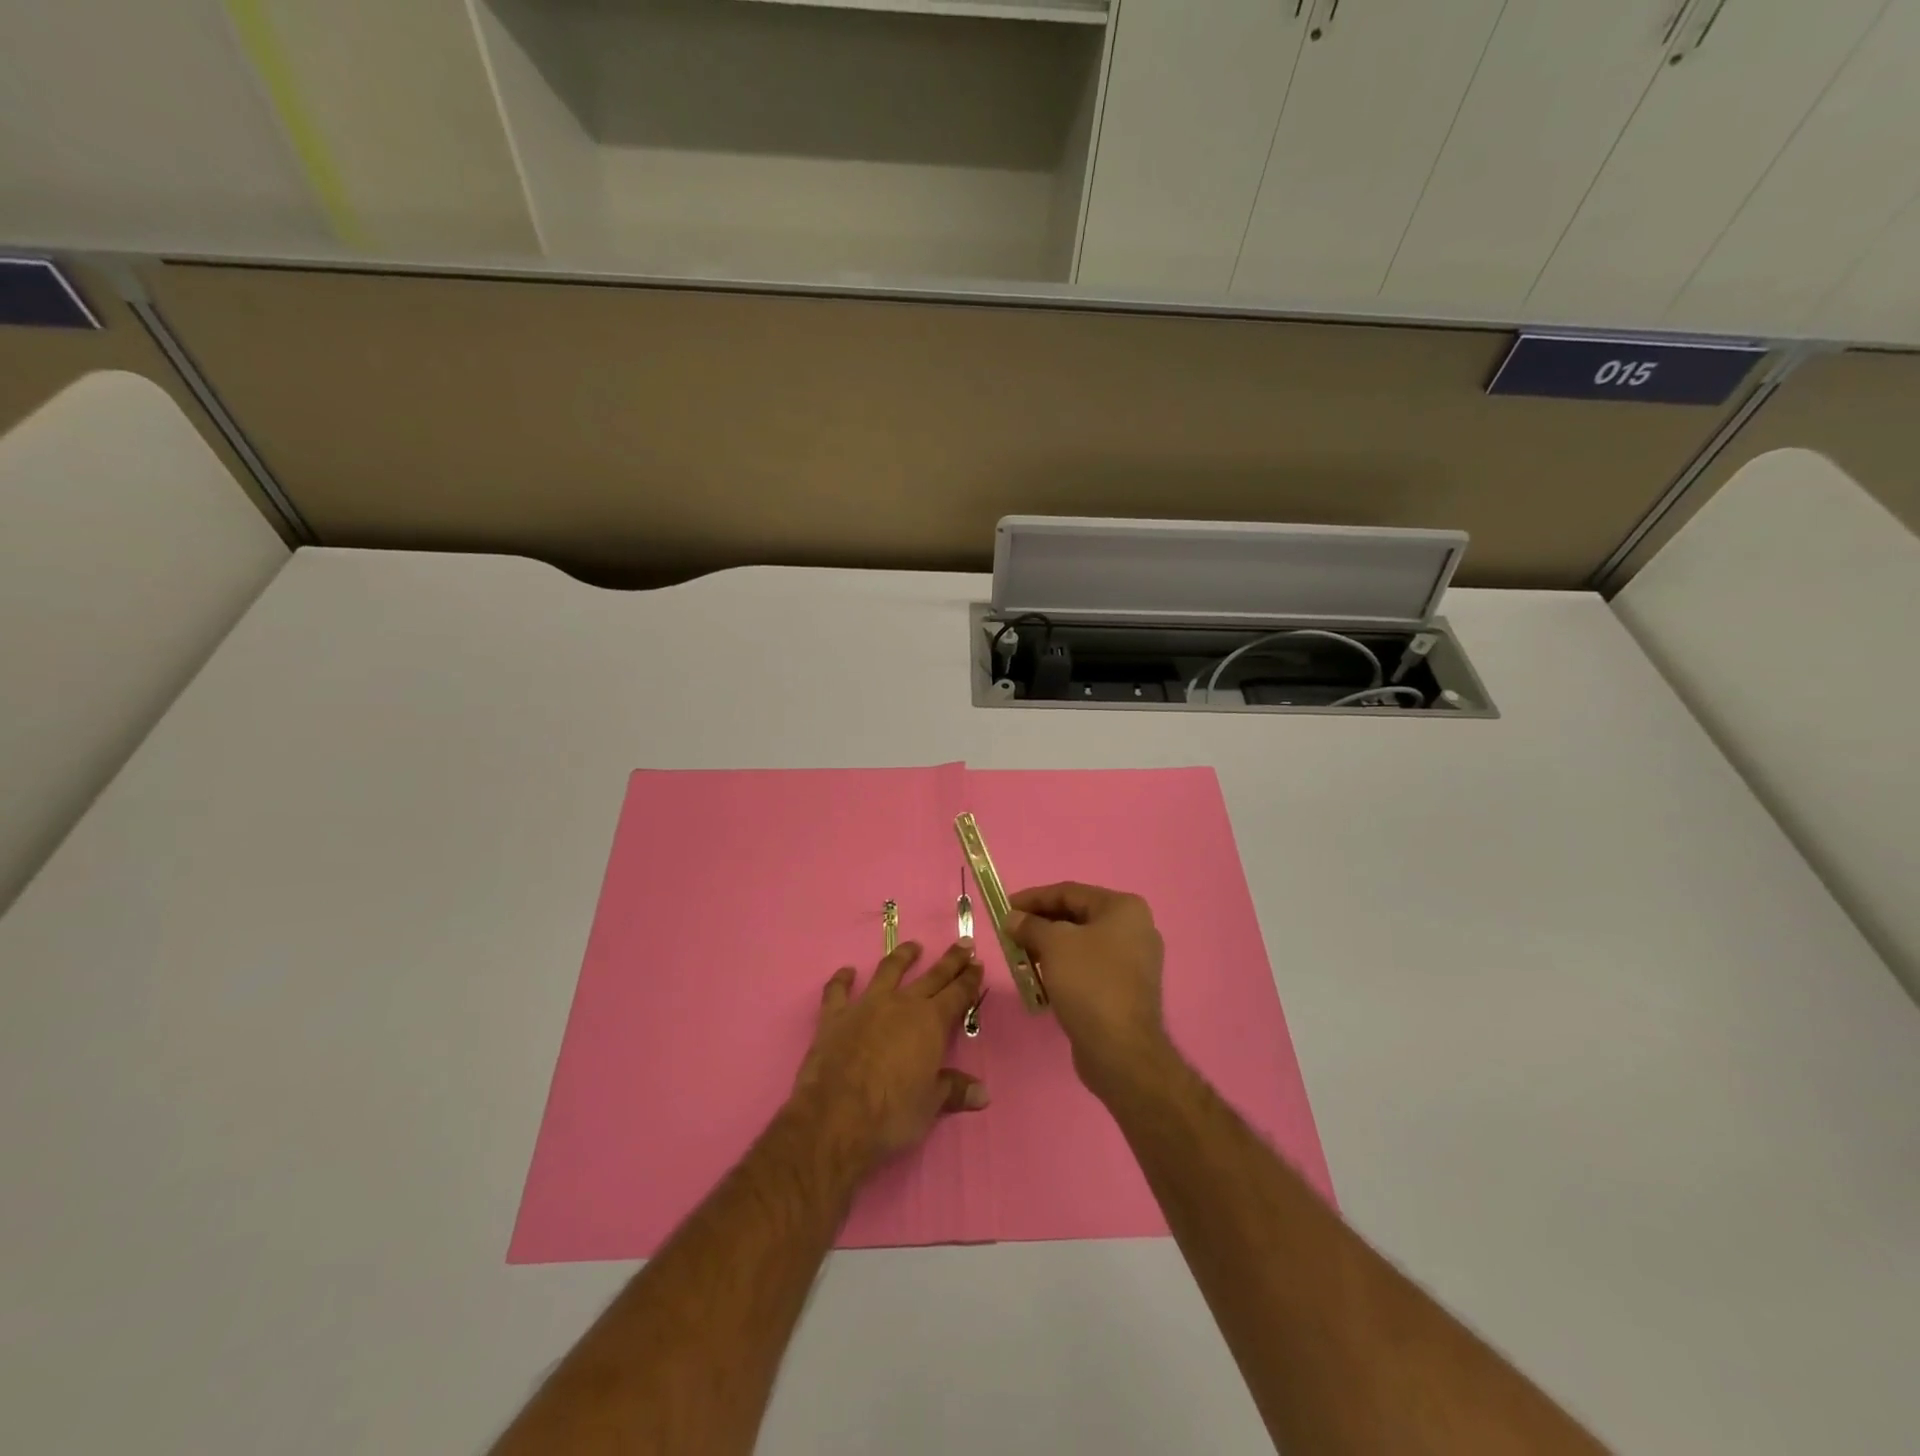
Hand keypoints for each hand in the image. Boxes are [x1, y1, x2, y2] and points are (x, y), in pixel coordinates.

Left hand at [793, 940, 987, 1170]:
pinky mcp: (835, 1016)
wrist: (837, 1116)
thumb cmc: (892, 1113)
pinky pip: (838, 990)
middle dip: (950, 960)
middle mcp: (902, 1004)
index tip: (978, 963)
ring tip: (913, 947)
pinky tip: (847, 972)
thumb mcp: (930, 1105)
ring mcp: (866, 1005)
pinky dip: (842, 979)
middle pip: (932, 976)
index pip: (957, 994)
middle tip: (964, 944)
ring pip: (888, 971)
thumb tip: (983, 1094)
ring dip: (902, 957)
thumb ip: (954, 1091)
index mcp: (930, 1023)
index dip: (969, 979)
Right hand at [1007, 883, 1171, 1100]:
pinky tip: (1040, 979)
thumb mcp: (1053, 944)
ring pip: (1081, 944)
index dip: (1033, 898)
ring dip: (1049, 948)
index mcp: (1123, 908)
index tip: (1005, 907)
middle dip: (1040, 924)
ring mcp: (1133, 961)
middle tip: (1010, 933)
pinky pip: (1088, 968)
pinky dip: (1063, 968)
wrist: (1120, 1049)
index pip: (1070, 892)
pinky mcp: (1125, 989)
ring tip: (1020, 956)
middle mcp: (1134, 928)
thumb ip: (1030, 925)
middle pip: (1076, 916)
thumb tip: (1013, 918)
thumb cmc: (1089, 982)